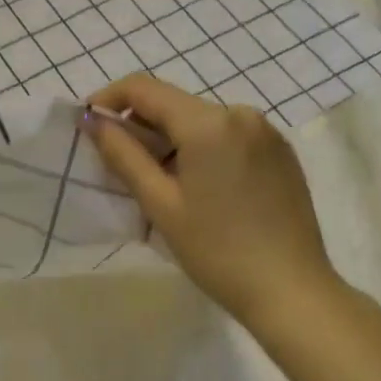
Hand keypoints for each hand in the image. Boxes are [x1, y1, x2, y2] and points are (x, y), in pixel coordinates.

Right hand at [84, 74, 336, 325]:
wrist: (292, 292)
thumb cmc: (217, 251)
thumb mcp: (160, 204)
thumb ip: (122, 154)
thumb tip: (91, 120)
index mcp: (209, 122)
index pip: (144, 88)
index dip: (109, 99)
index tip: (89, 125)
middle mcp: (240, 113)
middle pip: (173, 103)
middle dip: (140, 126)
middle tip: (120, 166)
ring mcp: (266, 131)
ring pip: (200, 120)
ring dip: (171, 140)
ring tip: (161, 185)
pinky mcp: (280, 151)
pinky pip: (228, 135)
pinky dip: (202, 148)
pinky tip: (200, 189)